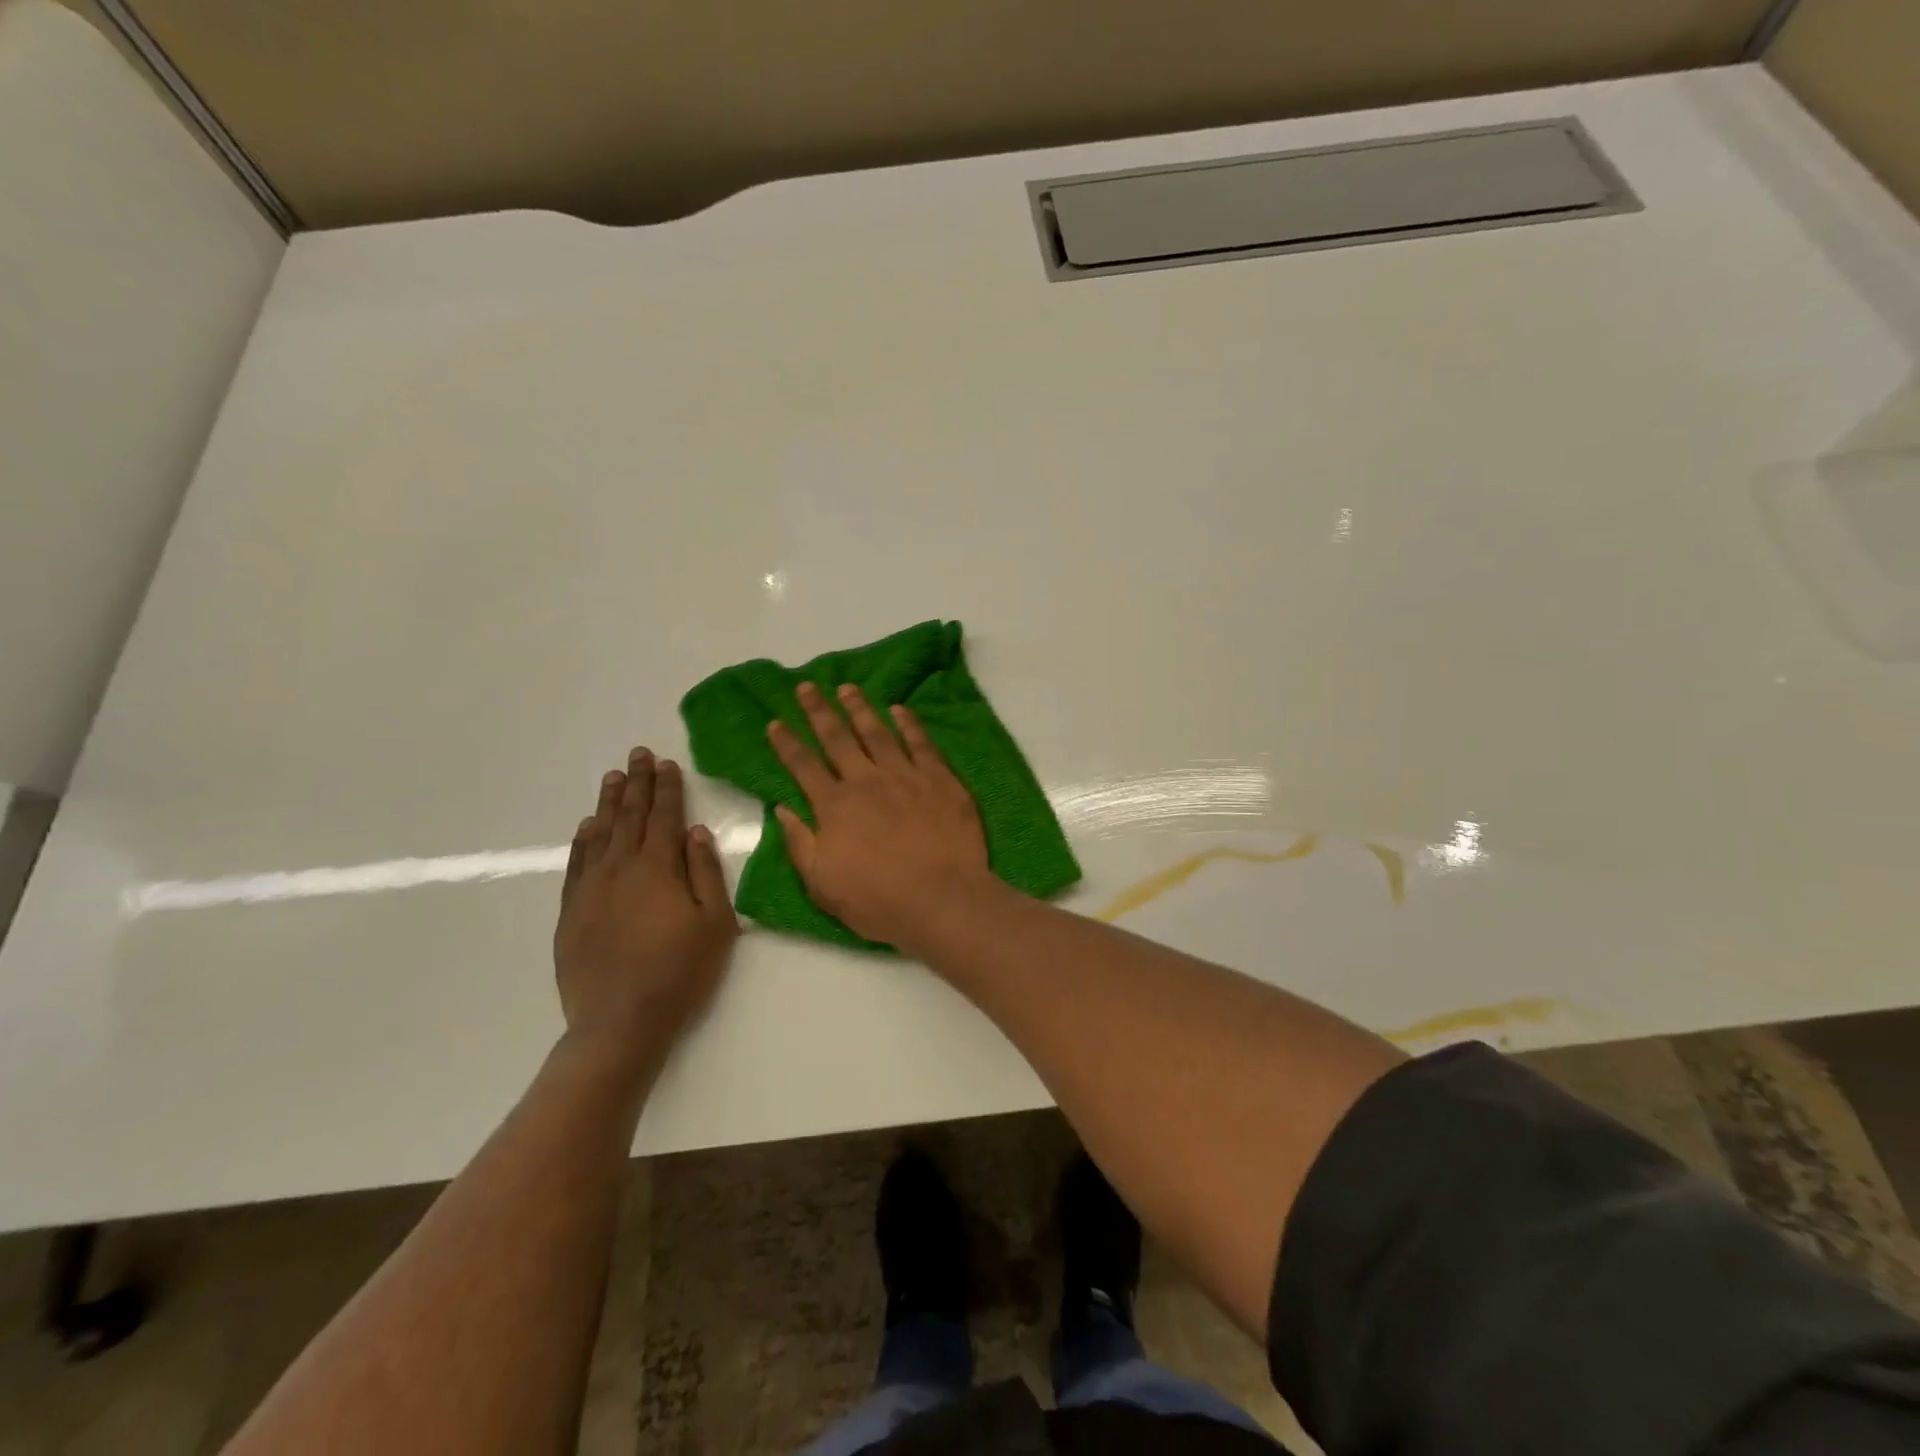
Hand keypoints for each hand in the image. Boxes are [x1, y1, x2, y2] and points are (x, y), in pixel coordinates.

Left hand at [554, 749, 737, 1064]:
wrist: (620, 1021)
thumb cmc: (680, 971)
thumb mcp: (714, 922)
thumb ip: (705, 872)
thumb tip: (695, 832)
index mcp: (658, 868)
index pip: (663, 817)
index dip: (666, 788)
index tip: (666, 763)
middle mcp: (621, 868)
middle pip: (629, 816)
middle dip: (636, 783)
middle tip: (638, 754)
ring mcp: (591, 889)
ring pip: (599, 834)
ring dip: (608, 803)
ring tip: (613, 777)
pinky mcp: (571, 911)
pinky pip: (576, 864)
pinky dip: (582, 840)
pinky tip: (586, 827)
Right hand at [768, 682, 990, 946]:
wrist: (941, 899)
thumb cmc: (878, 900)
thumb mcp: (822, 883)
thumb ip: (800, 843)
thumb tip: (782, 809)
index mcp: (834, 806)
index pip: (803, 766)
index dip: (787, 743)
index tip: (775, 722)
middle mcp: (866, 781)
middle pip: (837, 738)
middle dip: (819, 711)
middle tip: (807, 686)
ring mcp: (905, 775)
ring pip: (877, 732)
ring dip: (860, 708)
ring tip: (847, 688)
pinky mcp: (939, 779)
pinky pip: (921, 742)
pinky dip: (909, 723)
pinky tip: (899, 709)